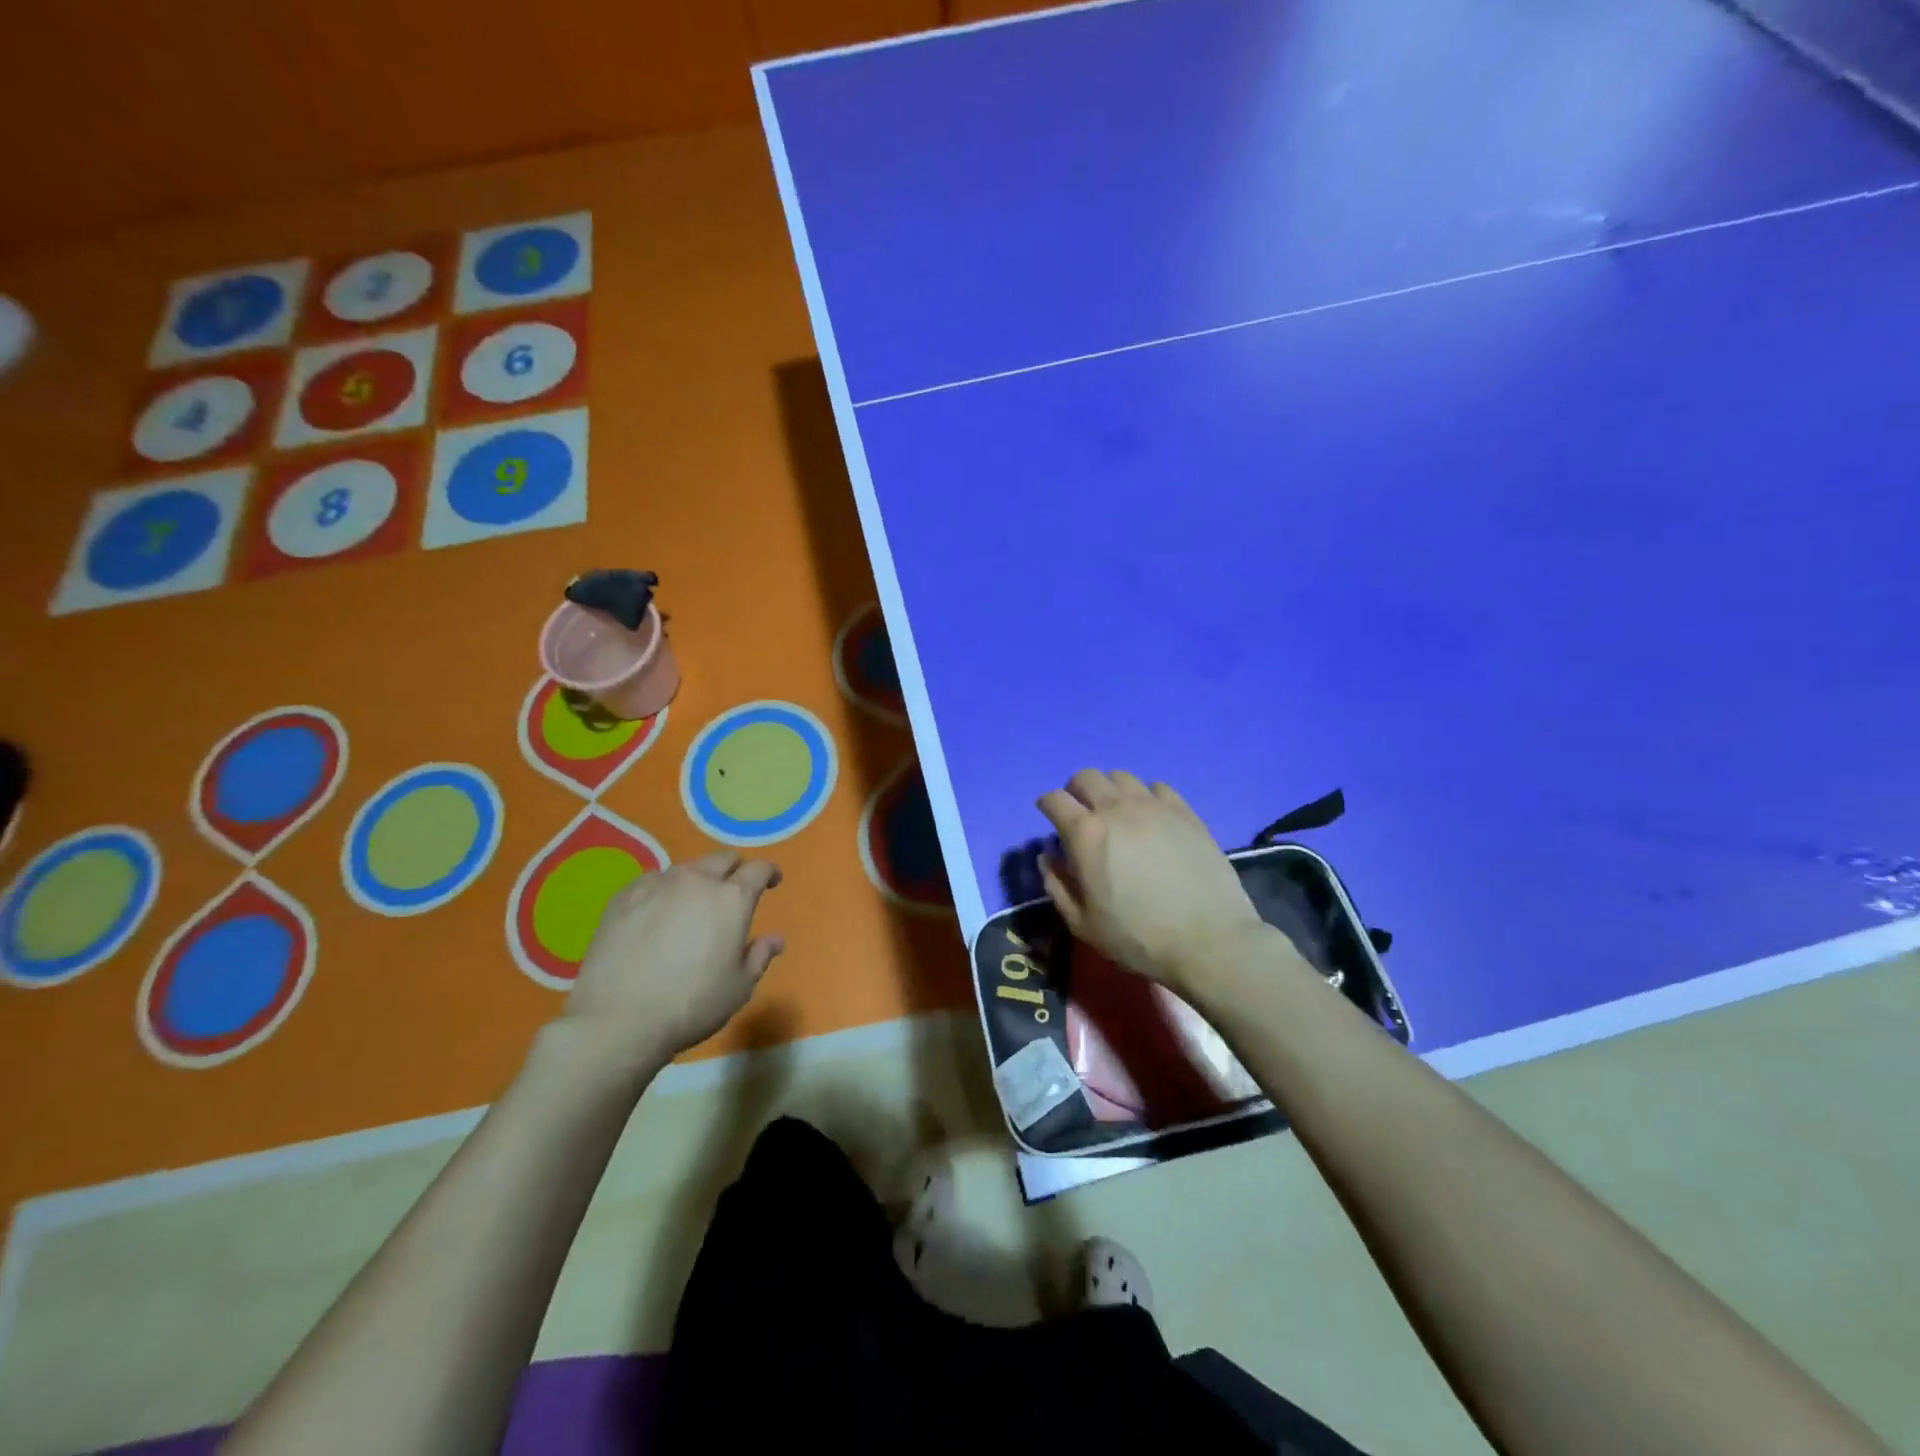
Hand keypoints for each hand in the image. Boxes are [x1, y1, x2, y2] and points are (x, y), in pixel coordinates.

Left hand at [562, 851, 784, 1068]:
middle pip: (722, 859)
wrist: (618, 1020)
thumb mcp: (739, 987)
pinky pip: (651, 882)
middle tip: (733, 891)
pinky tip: (656, 913)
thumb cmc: (691, 1004)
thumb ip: (760, 956)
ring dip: (697, 880)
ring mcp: (656, 885)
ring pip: (686, 869)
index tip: (772, 882)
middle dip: (734, 870)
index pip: (759, 869)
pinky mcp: (623, 897)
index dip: (769, 872)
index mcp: (732, 899)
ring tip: (691, 904)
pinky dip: (662, 891)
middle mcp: (696, 881)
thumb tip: (775, 939)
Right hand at [1038, 770, 1268, 993]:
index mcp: (1086, 834)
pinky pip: (1157, 787)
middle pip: (1086, 777)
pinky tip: (1150, 818)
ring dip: (1110, 790)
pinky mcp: (1185, 811)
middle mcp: (1116, 808)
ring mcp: (1154, 806)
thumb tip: (1048, 854)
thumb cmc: (1137, 937)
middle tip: (1082, 814)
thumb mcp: (1082, 923)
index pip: (1054, 799)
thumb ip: (1057, 884)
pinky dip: (1146, 797)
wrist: (1207, 940)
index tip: (1050, 817)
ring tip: (1117, 813)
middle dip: (1076, 790)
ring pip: (1122, 777)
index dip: (1047, 805)